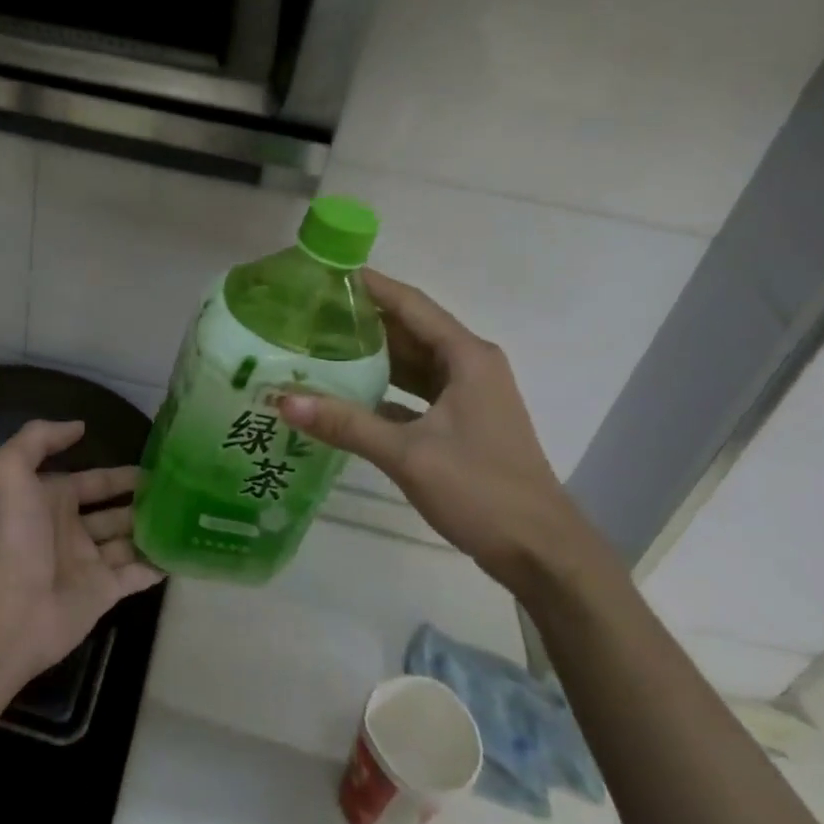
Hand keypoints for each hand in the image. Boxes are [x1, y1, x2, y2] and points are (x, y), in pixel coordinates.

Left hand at [0, 419, 162, 678]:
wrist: (12, 604)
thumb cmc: (15, 533)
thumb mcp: (10, 469)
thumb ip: (38, 438)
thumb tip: (79, 426)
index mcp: (50, 501)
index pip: (92, 482)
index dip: (119, 475)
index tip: (155, 467)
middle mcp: (70, 530)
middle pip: (113, 512)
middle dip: (142, 501)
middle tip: (179, 492)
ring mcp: (88, 563)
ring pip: (128, 542)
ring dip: (152, 530)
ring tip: (189, 517)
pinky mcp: (104, 593)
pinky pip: (137, 575)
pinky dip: (158, 564)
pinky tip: (183, 551)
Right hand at [280, 270, 609, 594]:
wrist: (539, 549)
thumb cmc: (480, 489)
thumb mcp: (407, 454)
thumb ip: (345, 424)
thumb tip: (283, 400)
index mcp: (466, 357)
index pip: (410, 304)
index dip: (369, 286)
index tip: (325, 274)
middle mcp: (469, 365)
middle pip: (409, 330)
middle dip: (362, 320)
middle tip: (308, 313)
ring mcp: (468, 395)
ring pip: (412, 363)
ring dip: (372, 356)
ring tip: (319, 346)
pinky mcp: (462, 423)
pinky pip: (416, 392)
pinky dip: (384, 390)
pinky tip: (346, 395)